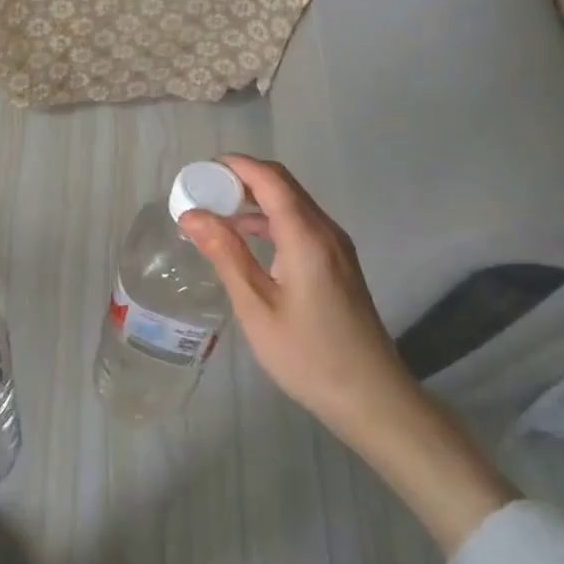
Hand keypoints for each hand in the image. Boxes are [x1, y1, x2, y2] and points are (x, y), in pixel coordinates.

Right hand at [178, 155, 409, 442]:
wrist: (371, 397)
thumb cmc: (308, 355)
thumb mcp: (257, 306)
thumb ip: (226, 254)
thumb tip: (192, 215)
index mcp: (306, 236)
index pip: (271, 179)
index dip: (236, 166)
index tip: (200, 169)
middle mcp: (326, 231)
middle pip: (283, 185)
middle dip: (242, 179)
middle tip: (202, 190)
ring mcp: (336, 247)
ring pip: (293, 203)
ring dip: (255, 199)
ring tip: (215, 213)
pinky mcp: (338, 263)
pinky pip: (301, 224)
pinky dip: (270, 220)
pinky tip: (246, 239)